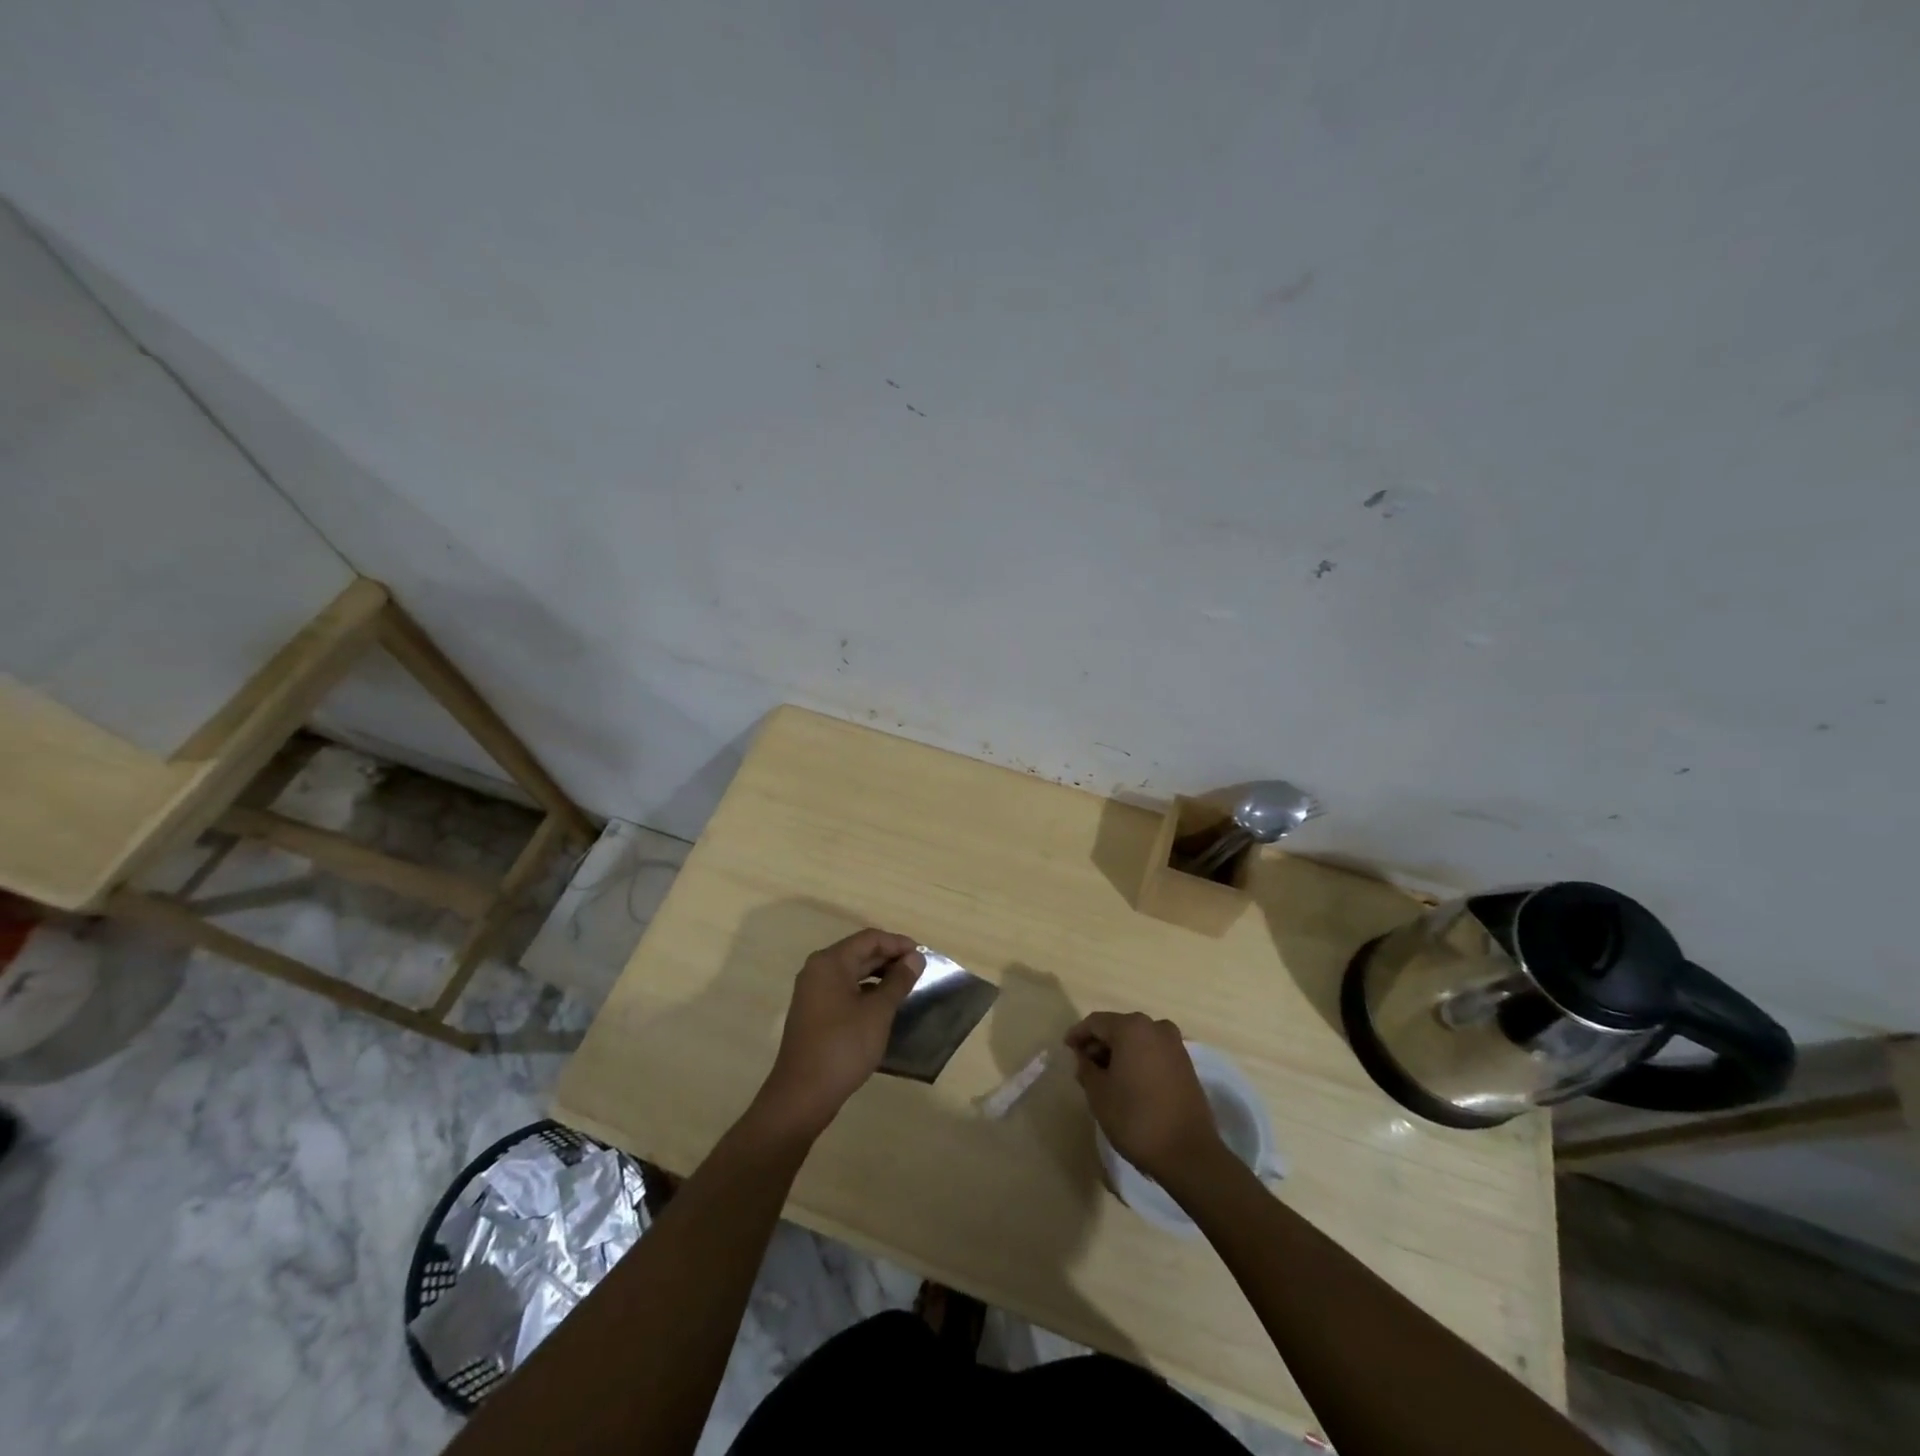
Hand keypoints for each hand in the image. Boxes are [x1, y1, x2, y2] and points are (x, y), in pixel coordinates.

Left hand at [753, 929, 923, 1140]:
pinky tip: (884, 1006)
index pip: (870, 938)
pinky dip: (865, 991)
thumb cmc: (843, 1046)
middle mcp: (818, 969)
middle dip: (890, 958)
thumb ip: (898, 981)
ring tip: (906, 987)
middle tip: (919, 971)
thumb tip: (915, 957)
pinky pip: (844, 989)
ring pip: (852, 972)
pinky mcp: (814, 1012)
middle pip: (859, 952)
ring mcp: (813, 992)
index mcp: (830, 962)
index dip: (898, 943)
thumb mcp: (878, 1012)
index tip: (924, 956)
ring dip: (879, 975)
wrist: (802, 1095)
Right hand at [1064, 1011, 1224, 1183]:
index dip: (1078, 1034)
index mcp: (1131, 1028)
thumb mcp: (1098, 1093)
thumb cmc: (1135, 1118)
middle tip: (1083, 1066)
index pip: (1096, 1022)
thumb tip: (1084, 1057)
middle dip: (1099, 1044)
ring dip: (1118, 1053)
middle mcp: (1155, 1027)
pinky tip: (1128, 1082)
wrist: (1188, 1153)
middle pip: (1118, 1028)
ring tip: (1104, 1077)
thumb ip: (1086, 1068)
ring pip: (1137, 1040)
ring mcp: (1174, 1045)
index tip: (1066, 1048)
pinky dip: (1137, 1060)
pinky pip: (1153, 1052)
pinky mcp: (1186, 1064)